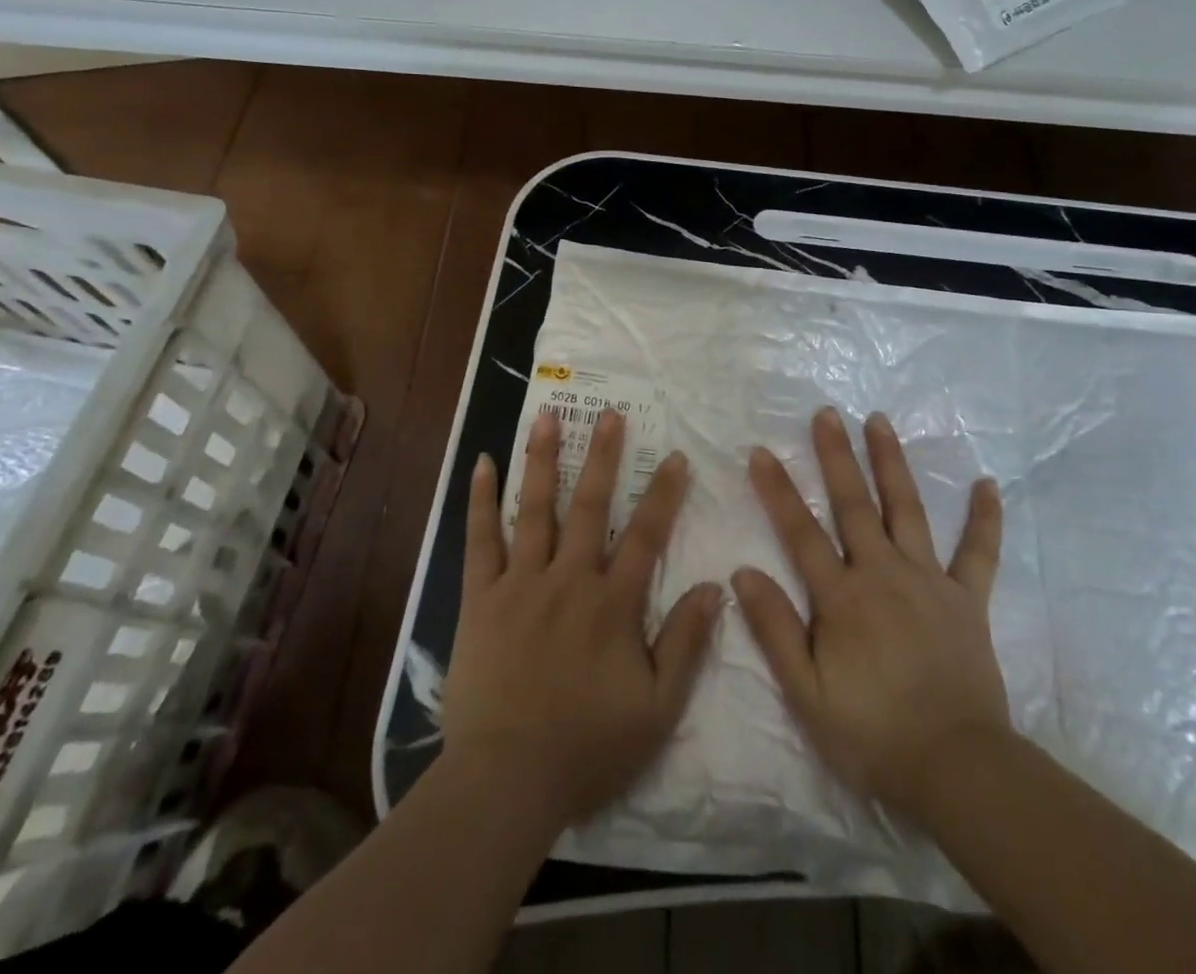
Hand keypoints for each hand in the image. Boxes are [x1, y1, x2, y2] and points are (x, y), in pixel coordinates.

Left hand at [441, 408, 722, 830]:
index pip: (646, 535)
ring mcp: (520, 583)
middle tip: (610, 414)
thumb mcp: (657, 708)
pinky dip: (482, 500)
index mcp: (612, 604)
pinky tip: (484, 463)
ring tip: (549, 416)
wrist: (506, 779)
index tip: (676, 457)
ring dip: (544, 459)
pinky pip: (480, 540)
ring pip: (535, 509)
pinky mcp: (480, 598)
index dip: (664, 494)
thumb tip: (715, 587)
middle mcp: (568, 579)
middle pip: (589, 506)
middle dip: (603, 457)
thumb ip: (686, 644)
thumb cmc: (588, 747)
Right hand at [733, 409, 1010, 823]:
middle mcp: (883, 574)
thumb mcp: (807, 694)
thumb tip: (743, 572)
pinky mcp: (966, 599)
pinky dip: (984, 518)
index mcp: (842, 598)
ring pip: (906, 510)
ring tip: (879, 421)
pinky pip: (978, 551)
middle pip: (854, 504)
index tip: (762, 451)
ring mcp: (929, 581)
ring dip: (891, 463)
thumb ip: (775, 629)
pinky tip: (988, 484)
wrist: (957, 769)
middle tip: (827, 412)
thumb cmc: (872, 734)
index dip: (779, 490)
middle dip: (837, 455)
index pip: (801, 532)